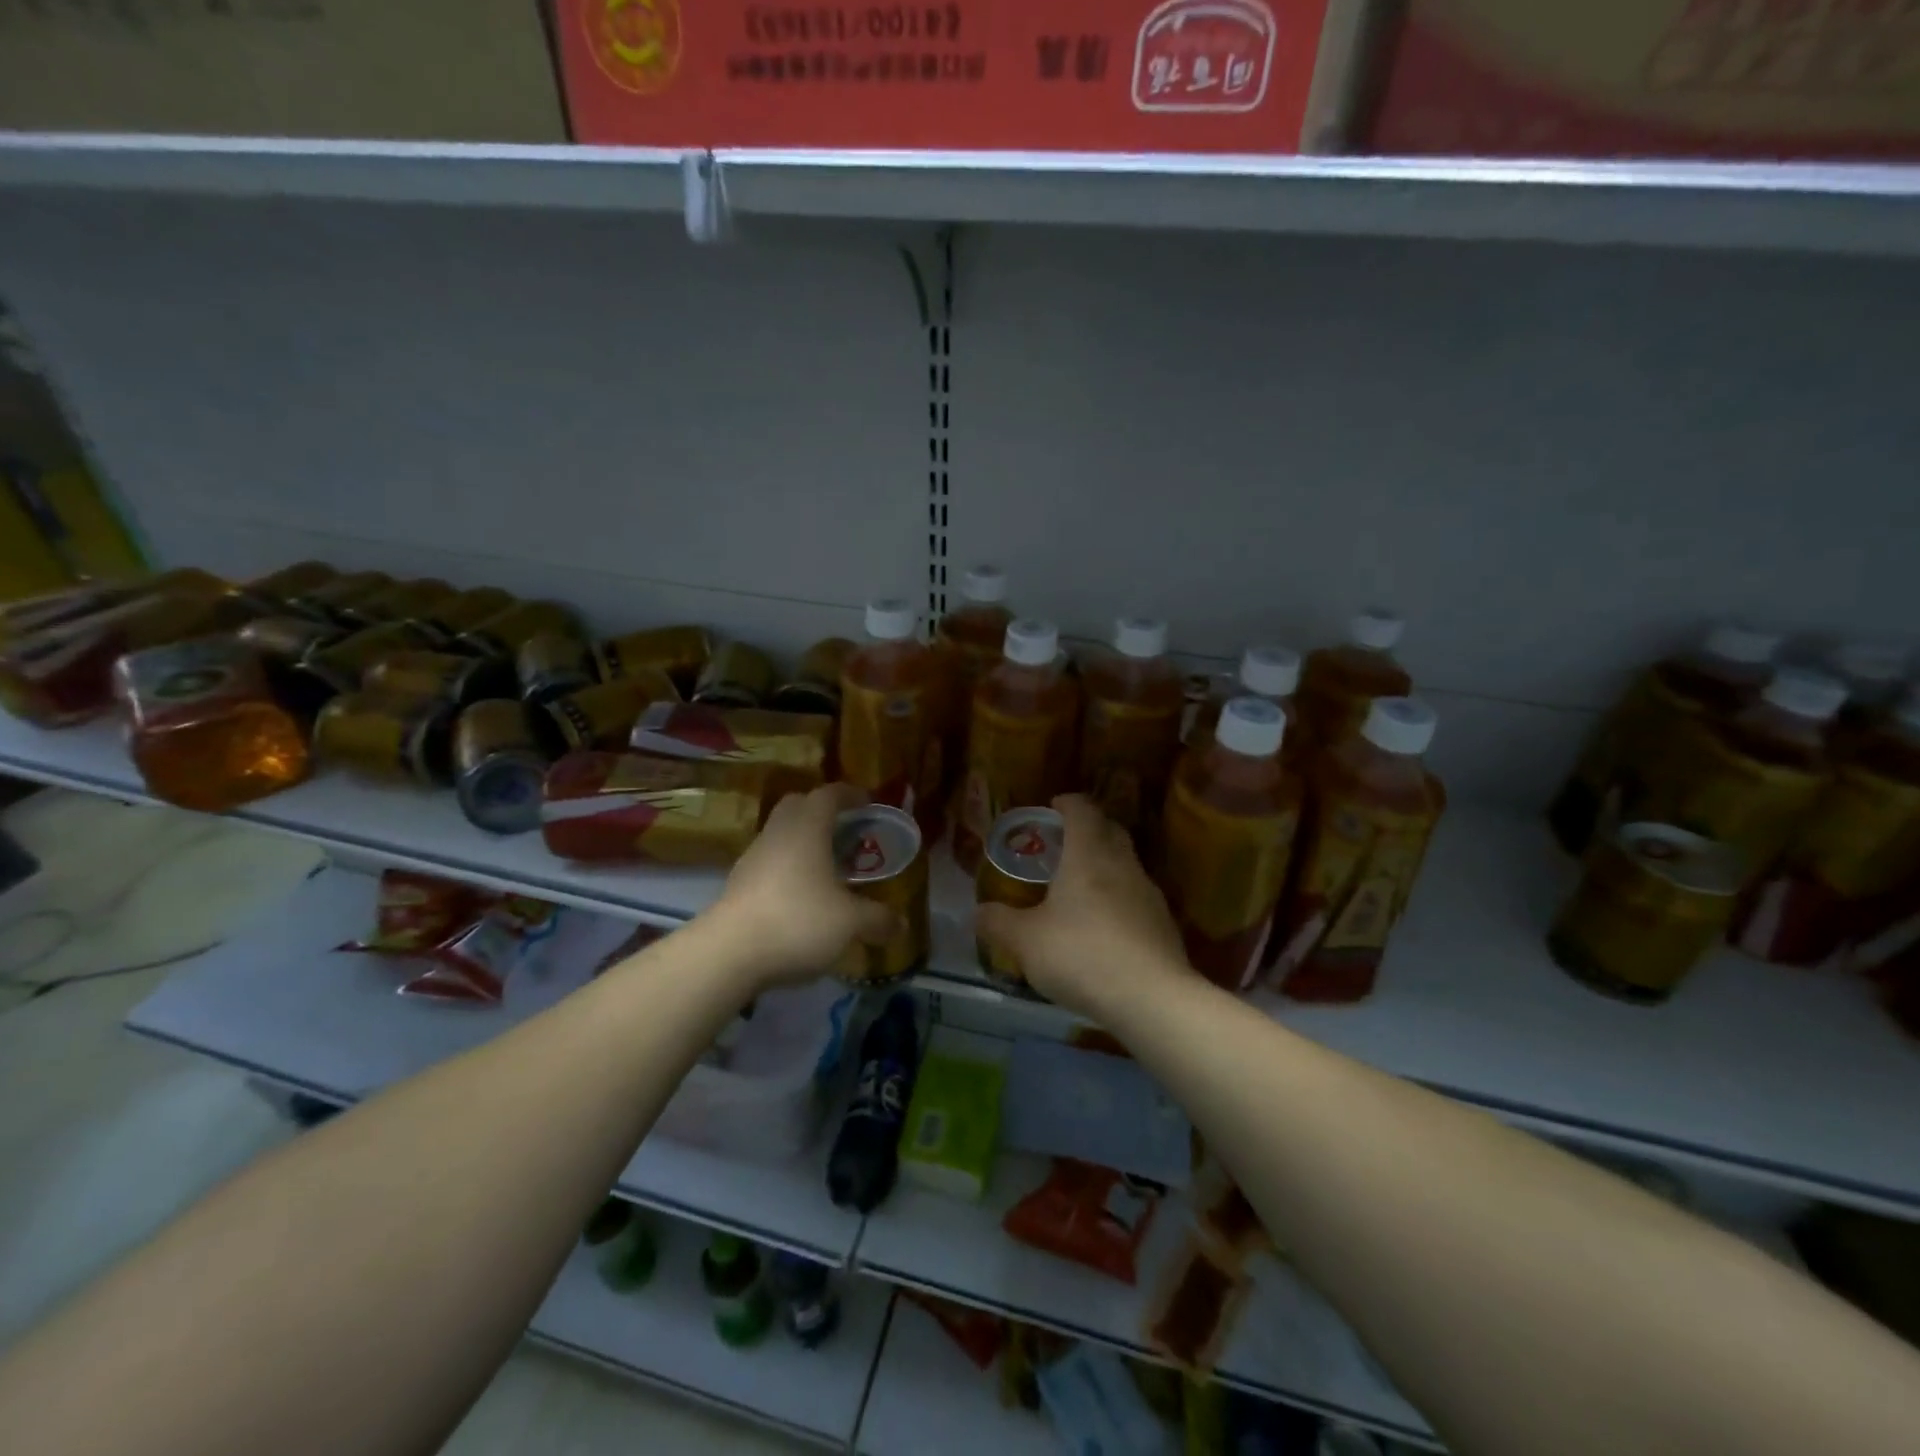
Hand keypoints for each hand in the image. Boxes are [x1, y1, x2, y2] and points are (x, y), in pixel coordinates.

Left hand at [697, 782, 895, 991]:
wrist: (728, 953)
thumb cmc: (797, 920)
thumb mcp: (849, 922)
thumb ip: (877, 919)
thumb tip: (901, 924)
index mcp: (807, 828)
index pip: (829, 795)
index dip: (850, 794)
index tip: (868, 802)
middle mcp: (778, 833)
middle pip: (798, 806)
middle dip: (822, 812)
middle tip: (846, 830)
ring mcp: (753, 858)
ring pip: (781, 835)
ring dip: (803, 842)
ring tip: (828, 867)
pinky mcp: (738, 884)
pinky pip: (769, 862)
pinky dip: (788, 868)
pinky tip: (802, 895)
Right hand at [975, 794, 1192, 1019]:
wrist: (1151, 998)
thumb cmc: (1082, 954)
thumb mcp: (1025, 941)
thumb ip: (998, 923)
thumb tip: (978, 912)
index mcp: (1088, 855)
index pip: (1082, 810)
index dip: (1067, 803)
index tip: (1053, 806)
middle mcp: (1122, 864)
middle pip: (1109, 830)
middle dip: (1088, 828)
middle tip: (1063, 843)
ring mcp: (1148, 893)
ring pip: (1126, 863)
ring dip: (1105, 864)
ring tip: (1079, 886)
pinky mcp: (1163, 923)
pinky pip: (1136, 896)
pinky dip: (1119, 898)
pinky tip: (1103, 926)